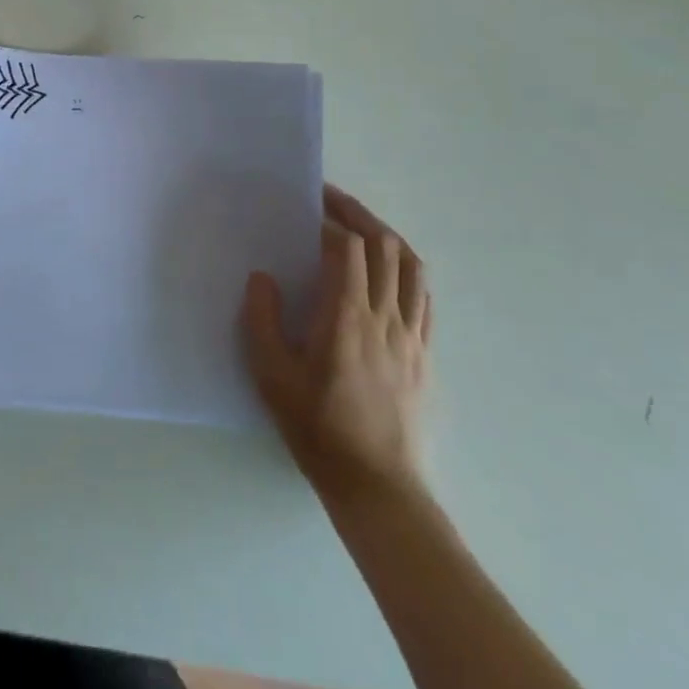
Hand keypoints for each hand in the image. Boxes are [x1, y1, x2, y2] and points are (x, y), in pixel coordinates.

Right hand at [242, 185, 430, 506]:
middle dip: (360, 215)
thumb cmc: (319, 429)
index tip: (308, 206)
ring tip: (362, 227)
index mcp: (347, 317)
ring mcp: (412, 336)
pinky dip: (408, 271)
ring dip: (388, 237)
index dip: (330, 220)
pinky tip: (391, 272)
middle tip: (332, 200)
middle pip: (386, 247)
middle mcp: (386, 318)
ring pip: (413, 268)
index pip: (348, 249)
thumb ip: (262, 320)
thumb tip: (262, 276)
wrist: (379, 488)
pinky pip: (425, 299)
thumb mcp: (272, 376)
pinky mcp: (426, 355)